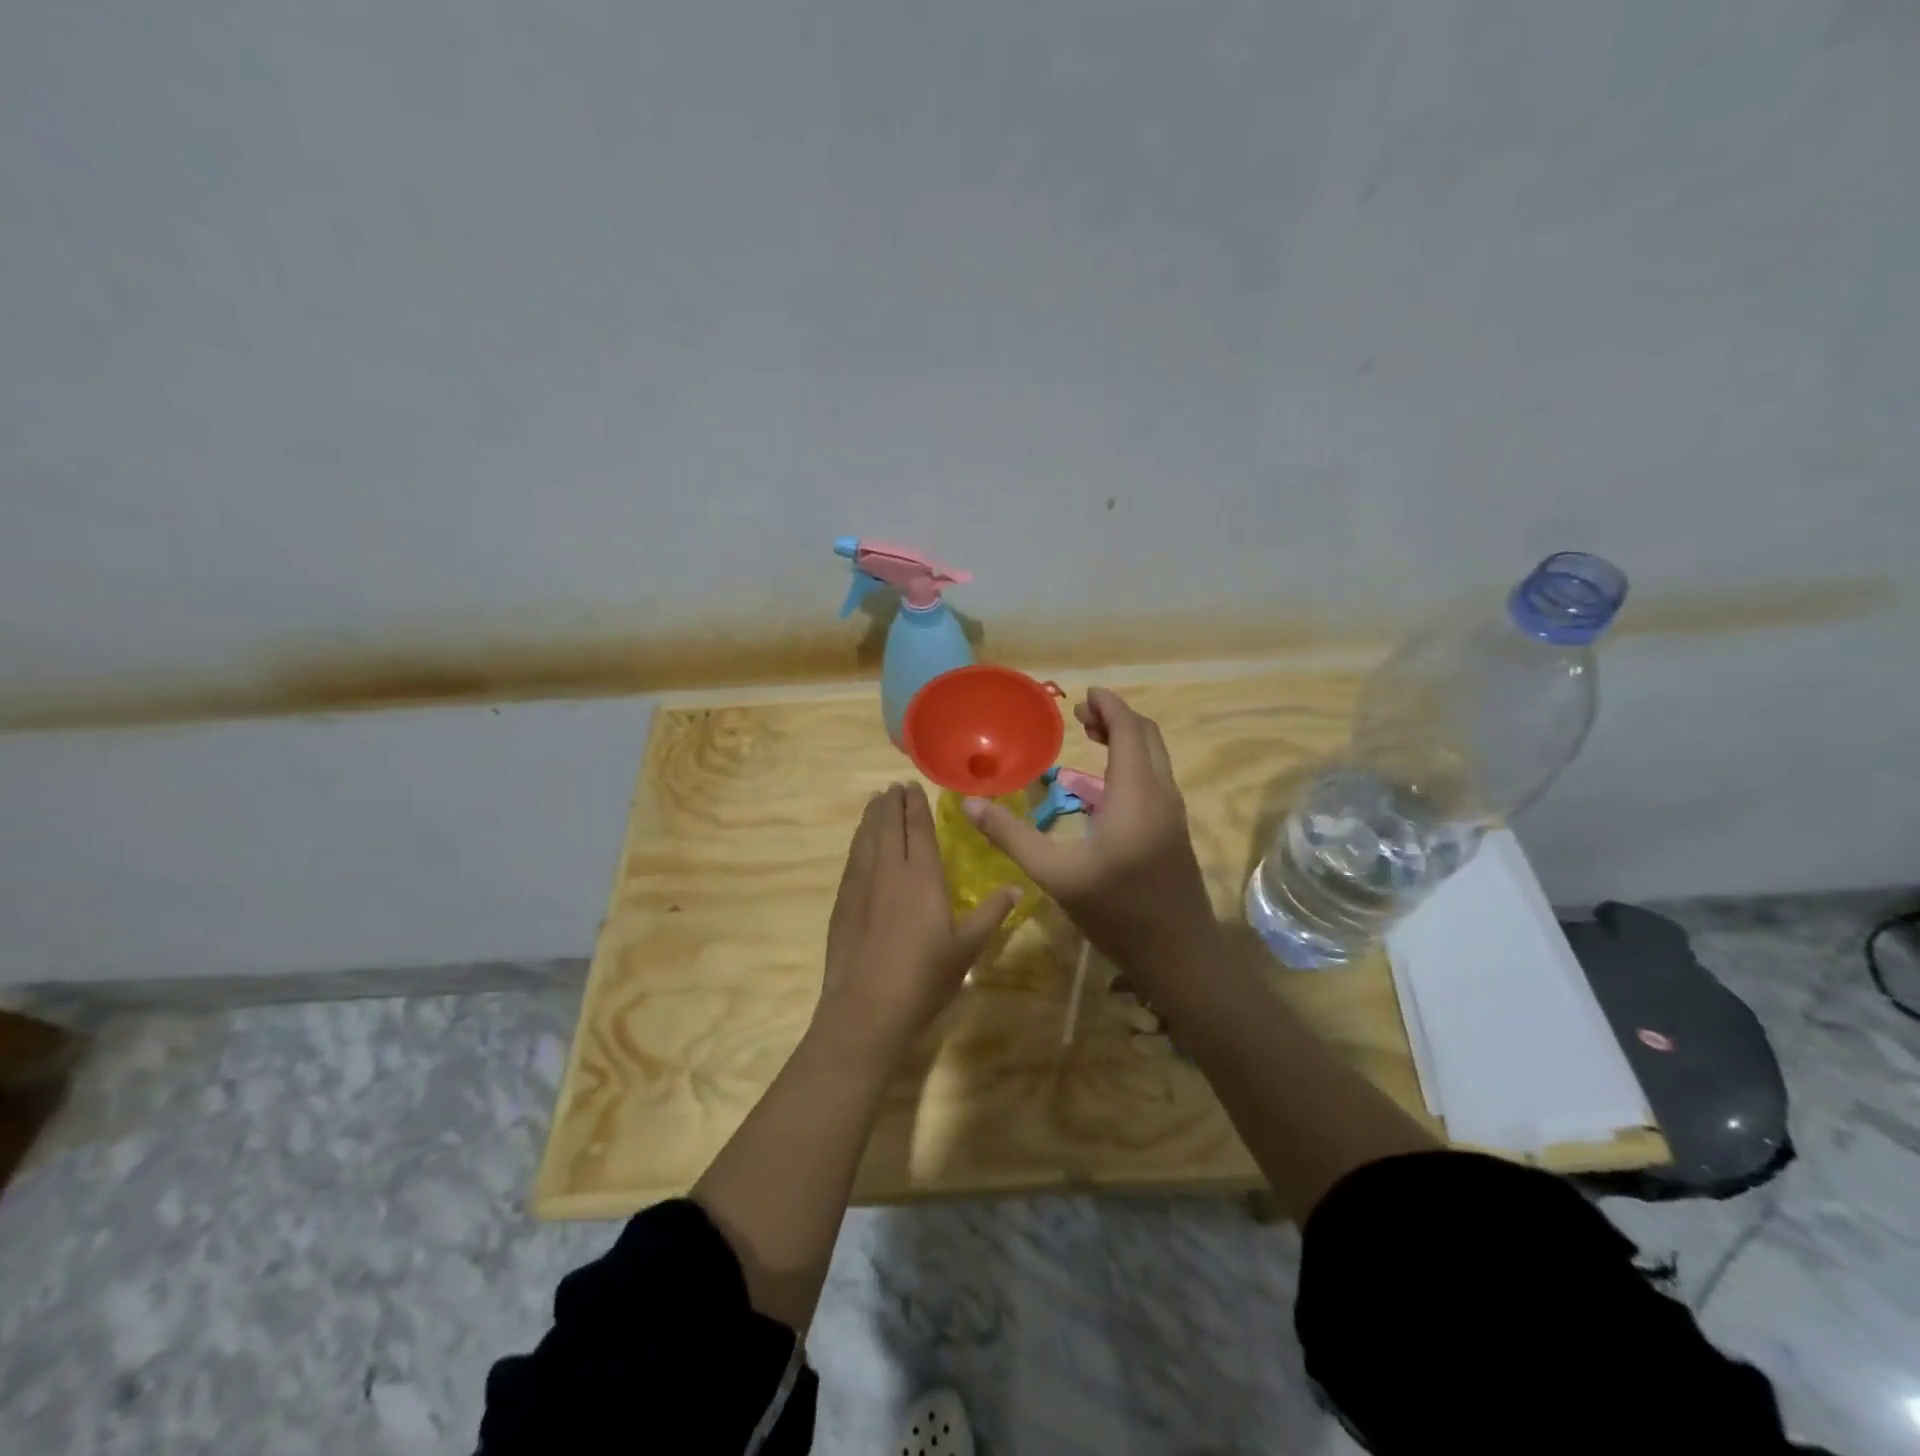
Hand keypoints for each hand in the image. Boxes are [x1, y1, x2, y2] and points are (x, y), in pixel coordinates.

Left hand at [815, 782, 1019, 1058]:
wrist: (867, 1007)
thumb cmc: (924, 977)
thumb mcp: (967, 948)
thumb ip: (991, 914)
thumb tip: (1016, 888)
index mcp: (922, 876)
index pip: (917, 828)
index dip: (915, 805)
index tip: (912, 785)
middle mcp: (889, 870)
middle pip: (887, 825)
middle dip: (892, 803)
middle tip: (894, 786)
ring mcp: (861, 884)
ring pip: (866, 838)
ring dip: (871, 817)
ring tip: (875, 802)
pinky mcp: (843, 902)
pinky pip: (852, 859)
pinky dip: (858, 841)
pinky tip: (860, 843)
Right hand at [964, 688, 1217, 974]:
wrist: (1180, 956)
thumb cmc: (1117, 913)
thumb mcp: (1056, 875)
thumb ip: (1012, 836)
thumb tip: (969, 803)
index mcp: (1136, 795)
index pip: (1129, 730)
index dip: (1108, 706)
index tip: (1082, 695)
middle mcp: (1161, 794)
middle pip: (1147, 736)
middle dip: (1116, 717)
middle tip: (1079, 716)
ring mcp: (1173, 813)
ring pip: (1155, 757)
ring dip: (1127, 739)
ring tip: (1090, 738)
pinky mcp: (1174, 831)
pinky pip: (1156, 778)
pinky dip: (1133, 762)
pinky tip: (1103, 786)